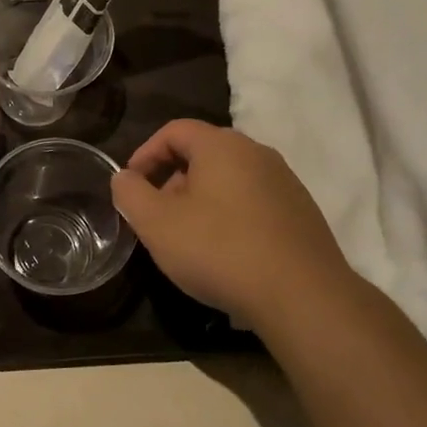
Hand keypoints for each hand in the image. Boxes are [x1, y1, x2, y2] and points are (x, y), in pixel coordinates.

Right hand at [111, 120, 353, 325]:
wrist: (303, 296)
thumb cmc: (220, 250)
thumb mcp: (158, 224)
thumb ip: (131, 194)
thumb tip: (124, 177)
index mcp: (222, 145)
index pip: (174, 130)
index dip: (145, 153)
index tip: (131, 185)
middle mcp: (257, 153)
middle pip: (203, 154)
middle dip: (173, 180)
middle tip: (158, 217)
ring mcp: (285, 182)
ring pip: (230, 179)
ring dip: (202, 200)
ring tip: (190, 239)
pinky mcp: (302, 213)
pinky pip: (254, 202)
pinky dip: (231, 216)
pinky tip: (226, 253)